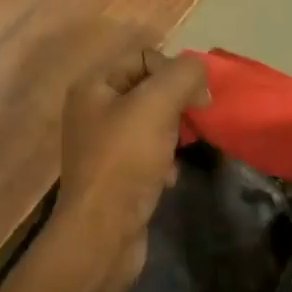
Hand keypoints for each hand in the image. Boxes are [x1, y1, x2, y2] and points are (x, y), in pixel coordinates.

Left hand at [54, 34, 210, 291]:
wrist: (102, 235)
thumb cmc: (125, 161)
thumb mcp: (157, 105)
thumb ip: (183, 75)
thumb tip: (199, 69)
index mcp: (93, 86)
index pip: (143, 56)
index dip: (174, 71)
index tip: (197, 99)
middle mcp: (92, 110)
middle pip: (148, 89)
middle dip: (176, 104)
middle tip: (193, 123)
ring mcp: (101, 144)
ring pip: (151, 122)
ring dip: (172, 133)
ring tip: (178, 152)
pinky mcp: (114, 175)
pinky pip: (146, 153)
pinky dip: (164, 161)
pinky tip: (170, 177)